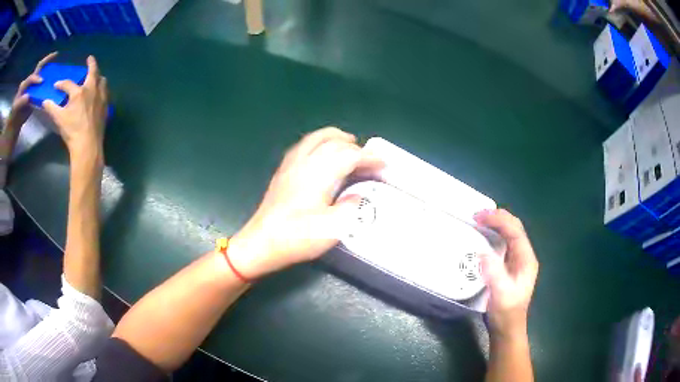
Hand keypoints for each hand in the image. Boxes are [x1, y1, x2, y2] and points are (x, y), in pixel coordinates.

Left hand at [6, 52, 57, 128]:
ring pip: (41, 73)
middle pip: (38, 68)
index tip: (42, 81)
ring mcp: (32, 86)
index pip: (31, 78)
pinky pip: (41, 84)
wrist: (14, 122)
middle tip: (55, 55)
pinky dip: (47, 79)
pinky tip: (52, 79)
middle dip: (46, 61)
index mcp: (24, 84)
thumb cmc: (14, 115)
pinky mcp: (34, 92)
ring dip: (48, 68)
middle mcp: (29, 82)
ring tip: (56, 66)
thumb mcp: (15, 109)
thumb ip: (20, 102)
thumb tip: (28, 96)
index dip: (36, 78)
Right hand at [43, 56, 107, 164]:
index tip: (56, 85)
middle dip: (91, 64)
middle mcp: (92, 90)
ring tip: (96, 76)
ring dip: (99, 76)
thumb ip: (51, 108)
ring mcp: (101, 98)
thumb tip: (44, 101)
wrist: (87, 145)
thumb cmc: (72, 131)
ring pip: (102, 81)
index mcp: (79, 92)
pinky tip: (101, 92)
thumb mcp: (59, 119)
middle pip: (93, 72)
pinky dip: (103, 89)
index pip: (68, 84)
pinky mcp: (105, 107)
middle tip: (90, 59)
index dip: (61, 84)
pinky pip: (106, 93)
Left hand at [229, 127, 382, 278]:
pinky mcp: (282, 171)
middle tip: (367, 158)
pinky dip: (318, 142)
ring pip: (316, 138)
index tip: (382, 165)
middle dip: (354, 146)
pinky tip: (320, 151)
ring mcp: (291, 165)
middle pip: (333, 141)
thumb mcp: (333, 228)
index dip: (369, 158)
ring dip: (335, 137)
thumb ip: (351, 207)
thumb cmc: (298, 237)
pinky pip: (303, 145)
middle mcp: (305, 162)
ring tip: (347, 143)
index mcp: (319, 174)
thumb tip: (356, 196)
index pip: (349, 156)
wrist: (262, 243)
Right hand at [475, 209, 538, 337]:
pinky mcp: (509, 266)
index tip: (479, 217)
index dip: (499, 220)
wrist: (507, 328)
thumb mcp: (501, 295)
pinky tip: (483, 235)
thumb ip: (494, 274)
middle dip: (498, 217)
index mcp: (526, 259)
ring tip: (478, 220)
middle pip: (514, 228)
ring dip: (495, 223)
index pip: (515, 231)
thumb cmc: (506, 313)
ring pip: (509, 233)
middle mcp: (524, 256)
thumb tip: (482, 252)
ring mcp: (517, 260)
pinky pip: (503, 242)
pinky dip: (493, 234)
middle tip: (477, 215)